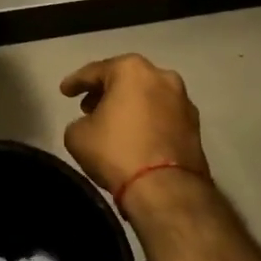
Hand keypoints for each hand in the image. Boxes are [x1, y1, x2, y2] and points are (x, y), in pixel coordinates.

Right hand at [59, 54, 211, 205]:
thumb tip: (91, 125)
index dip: (76, 82)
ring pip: (147, 97)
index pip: (95, 71)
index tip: (64, 92)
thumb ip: (80, 121)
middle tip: (88, 107)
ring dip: (129, 106)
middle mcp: (162, 77)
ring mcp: (183, 102)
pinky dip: (147, 121)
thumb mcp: (77, 135)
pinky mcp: (196, 128)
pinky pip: (162, 117)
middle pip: (126, 80)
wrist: (167, 190)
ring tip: (112, 124)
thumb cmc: (117, 151)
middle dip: (106, 92)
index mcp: (132, 70)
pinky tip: (134, 137)